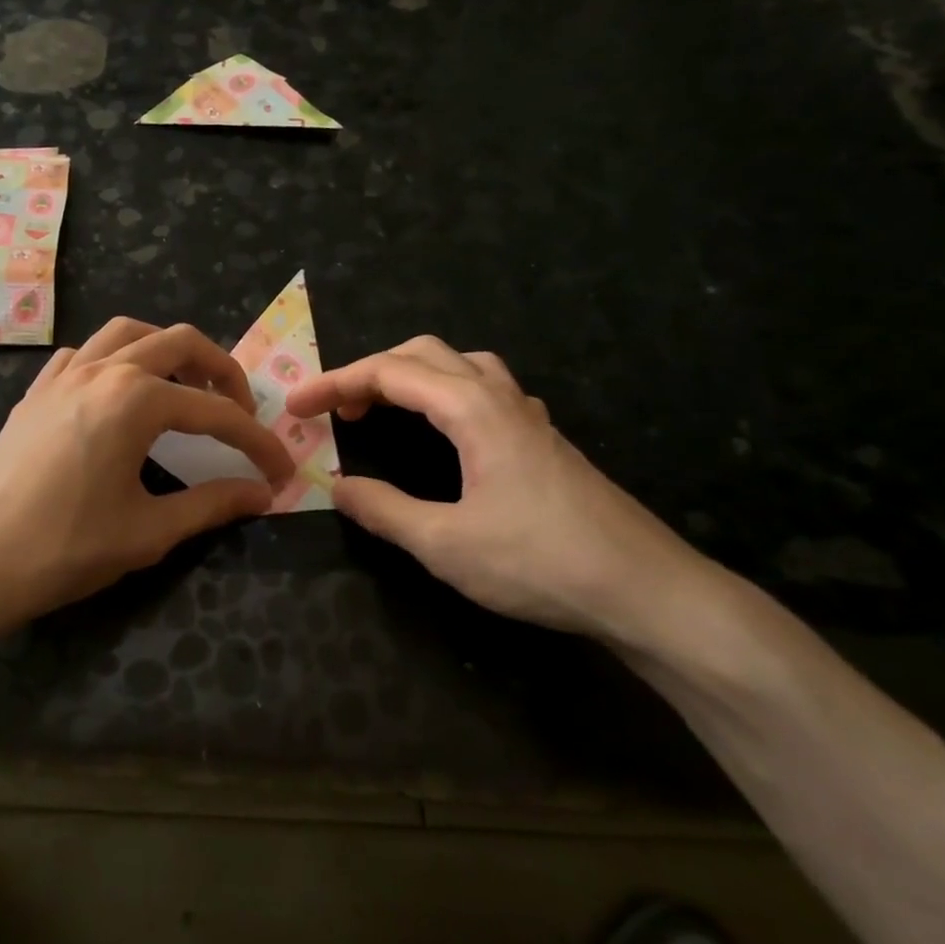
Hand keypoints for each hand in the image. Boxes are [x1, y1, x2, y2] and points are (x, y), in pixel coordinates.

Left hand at [0, 318, 293, 631]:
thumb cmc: (65, 547)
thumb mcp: (148, 530)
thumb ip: (212, 504)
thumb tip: (261, 495)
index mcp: (136, 399)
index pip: (215, 412)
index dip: (255, 441)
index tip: (279, 470)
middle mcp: (104, 370)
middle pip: (179, 342)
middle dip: (221, 370)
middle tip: (240, 411)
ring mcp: (64, 374)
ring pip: (129, 332)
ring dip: (168, 350)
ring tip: (186, 387)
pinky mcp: (38, 391)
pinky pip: (87, 353)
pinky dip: (117, 360)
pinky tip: (120, 394)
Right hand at [286, 337, 708, 640]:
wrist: (646, 590)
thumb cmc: (541, 563)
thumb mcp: (446, 544)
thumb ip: (384, 510)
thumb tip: (337, 486)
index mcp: (472, 409)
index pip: (390, 372)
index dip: (336, 382)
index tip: (297, 406)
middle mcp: (500, 397)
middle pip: (426, 354)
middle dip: (372, 370)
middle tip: (338, 407)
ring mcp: (528, 415)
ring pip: (461, 365)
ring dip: (413, 375)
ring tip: (385, 408)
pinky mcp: (544, 439)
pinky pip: (485, 390)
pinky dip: (446, 393)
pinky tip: (447, 432)